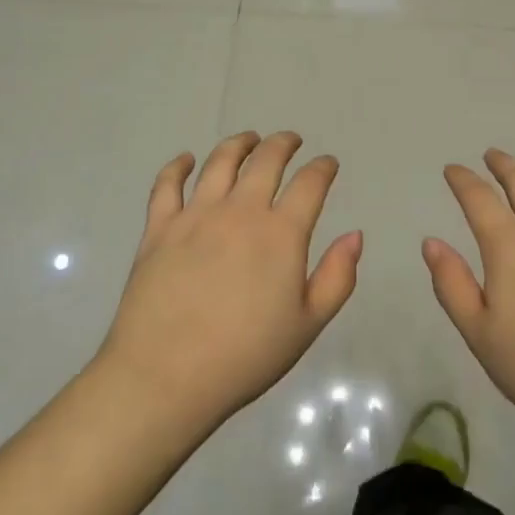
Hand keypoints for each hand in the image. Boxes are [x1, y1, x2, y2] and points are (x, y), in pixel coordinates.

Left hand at [95, 131, 361, 434]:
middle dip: (283, 144)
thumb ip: (337, 277)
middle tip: (291, 140)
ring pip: (220, 162)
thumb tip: (355, 234)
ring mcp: (196, 215)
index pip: (309, 184)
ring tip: (249, 139)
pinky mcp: (159, 227)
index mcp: (281, 233)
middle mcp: (240, 211)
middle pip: (266, 161)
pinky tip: (186, 160)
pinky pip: (167, 185)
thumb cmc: (246, 355)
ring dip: (239, 144)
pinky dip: (177, 166)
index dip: (322, 168)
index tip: (328, 163)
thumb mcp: (307, 325)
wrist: (167, 375)